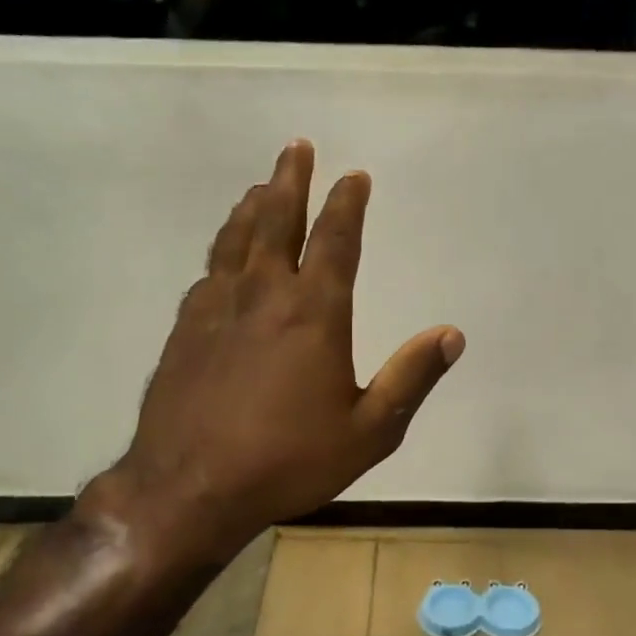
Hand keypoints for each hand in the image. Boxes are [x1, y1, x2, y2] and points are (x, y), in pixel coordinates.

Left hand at [80, 140, 463, 569]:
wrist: (190, 487)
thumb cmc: (288, 461)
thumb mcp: (369, 431)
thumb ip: (411, 379)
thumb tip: (451, 334)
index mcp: (314, 313)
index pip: (335, 240)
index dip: (347, 204)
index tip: (354, 176)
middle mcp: (263, 295)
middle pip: (276, 221)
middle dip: (290, 181)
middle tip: (296, 147)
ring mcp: (216, 309)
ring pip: (235, 240)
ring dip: (251, 207)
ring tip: (260, 187)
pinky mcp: (184, 330)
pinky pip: (208, 273)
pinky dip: (222, 251)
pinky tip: (223, 256)